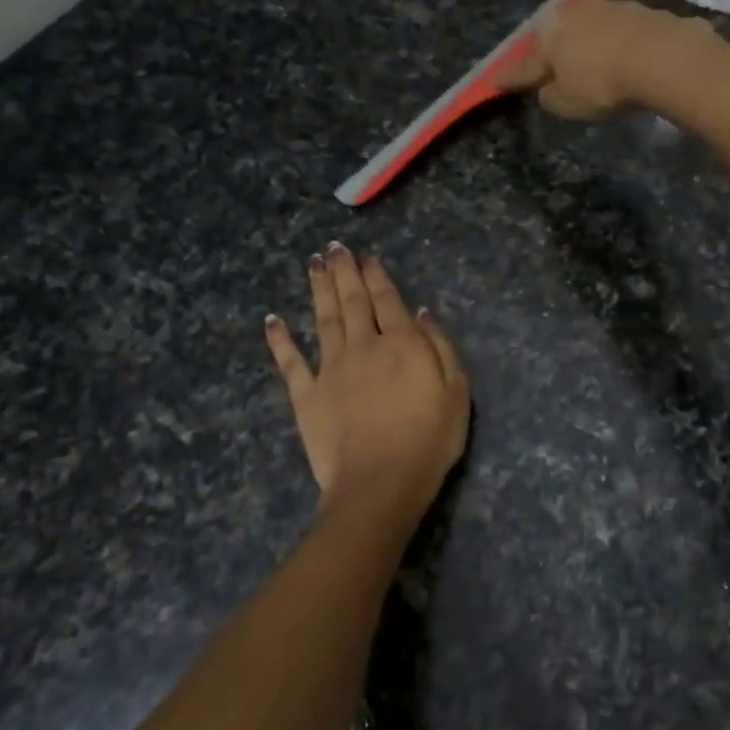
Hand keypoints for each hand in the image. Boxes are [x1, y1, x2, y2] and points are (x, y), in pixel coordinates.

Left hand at [265, 244, 469, 523]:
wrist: (380, 482)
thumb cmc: (429, 440)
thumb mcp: (456, 392)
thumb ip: (440, 347)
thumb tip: (422, 313)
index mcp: (401, 344)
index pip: (388, 300)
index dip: (376, 276)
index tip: (366, 256)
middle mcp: (363, 346)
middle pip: (352, 301)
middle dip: (344, 272)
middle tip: (334, 247)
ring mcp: (330, 369)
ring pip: (323, 320)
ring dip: (318, 290)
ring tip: (313, 264)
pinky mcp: (306, 395)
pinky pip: (290, 362)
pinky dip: (280, 339)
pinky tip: (273, 319)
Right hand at [501, 0, 718, 119]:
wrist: (663, 56)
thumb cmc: (603, 83)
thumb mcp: (567, 103)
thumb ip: (551, 96)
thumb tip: (547, 89)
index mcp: (550, 35)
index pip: (524, 62)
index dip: (511, 76)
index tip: (496, 81)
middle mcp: (575, 14)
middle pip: (555, 34)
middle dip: (549, 48)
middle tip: (547, 63)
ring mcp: (609, 8)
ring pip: (588, 26)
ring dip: (584, 41)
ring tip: (586, 57)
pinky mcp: (641, 11)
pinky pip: (618, 30)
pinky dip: (614, 42)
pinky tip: (621, 54)